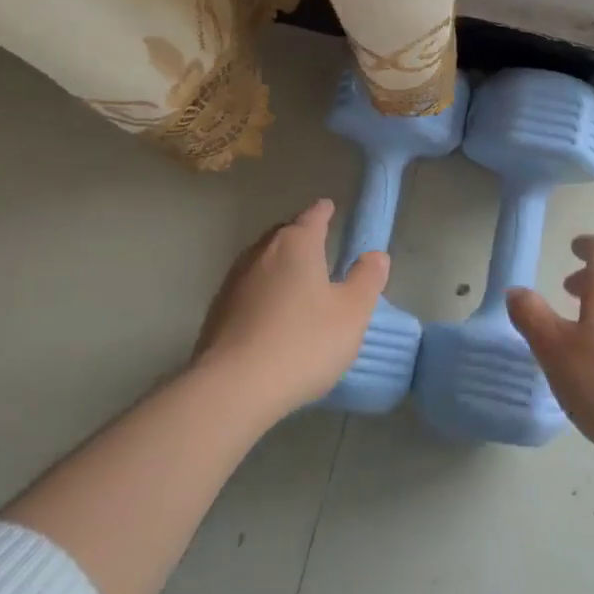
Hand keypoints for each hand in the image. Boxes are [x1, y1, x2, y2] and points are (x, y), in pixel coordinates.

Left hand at [192, 199, 388, 419]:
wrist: (234, 387)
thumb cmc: (303, 342)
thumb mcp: (351, 313)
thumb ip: (366, 280)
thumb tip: (375, 255)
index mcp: (296, 245)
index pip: (312, 216)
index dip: (323, 212)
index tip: (329, 207)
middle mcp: (262, 253)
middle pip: (284, 235)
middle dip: (300, 236)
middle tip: (317, 245)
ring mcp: (234, 281)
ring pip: (262, 260)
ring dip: (279, 265)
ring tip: (295, 279)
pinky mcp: (217, 311)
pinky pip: (247, 289)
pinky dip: (262, 291)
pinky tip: (269, 313)